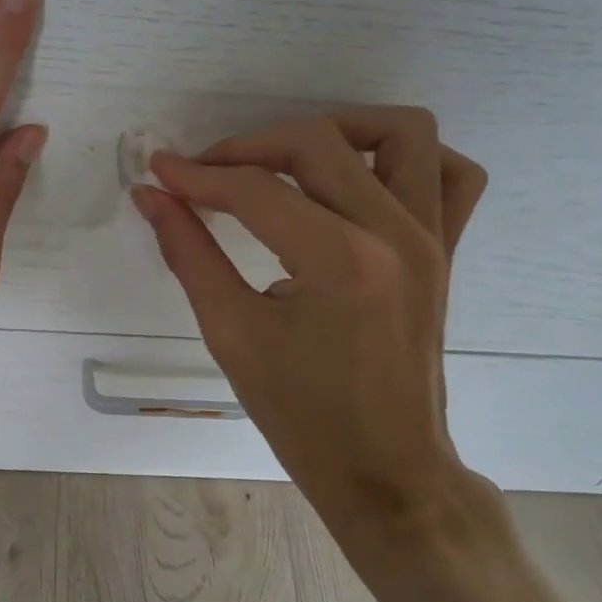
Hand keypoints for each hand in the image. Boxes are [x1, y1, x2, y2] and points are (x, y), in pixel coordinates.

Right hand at [131, 108, 487, 534]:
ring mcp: (432, 238)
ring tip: (285, 159)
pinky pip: (451, 174)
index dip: (197, 174)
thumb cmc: (302, 415)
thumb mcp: (231, 334)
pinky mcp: (446, 250)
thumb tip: (150, 195)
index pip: (255, 189)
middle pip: (317, 142)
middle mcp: (396, 233)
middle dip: (248, 147)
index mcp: (341, 261)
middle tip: (205, 174)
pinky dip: (406, 158)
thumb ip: (188, 252)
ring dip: (335, 130)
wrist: (384, 471)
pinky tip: (360, 177)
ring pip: (400, 132)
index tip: (157, 172)